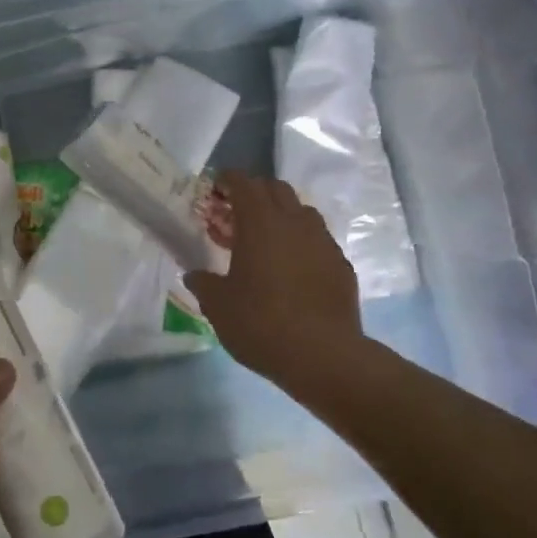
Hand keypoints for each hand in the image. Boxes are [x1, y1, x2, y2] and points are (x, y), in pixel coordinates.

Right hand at [186, 171, 376, 390]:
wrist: (324, 356)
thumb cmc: (261, 323)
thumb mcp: (217, 305)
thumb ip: (203, 282)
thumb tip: (194, 275)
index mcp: (260, 222)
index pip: (243, 183)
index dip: (227, 181)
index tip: (214, 190)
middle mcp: (294, 222)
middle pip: (275, 189)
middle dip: (254, 193)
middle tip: (235, 214)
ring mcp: (323, 242)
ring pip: (301, 212)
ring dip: (281, 215)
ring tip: (264, 240)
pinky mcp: (341, 266)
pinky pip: (318, 240)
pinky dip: (301, 243)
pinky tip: (291, 269)